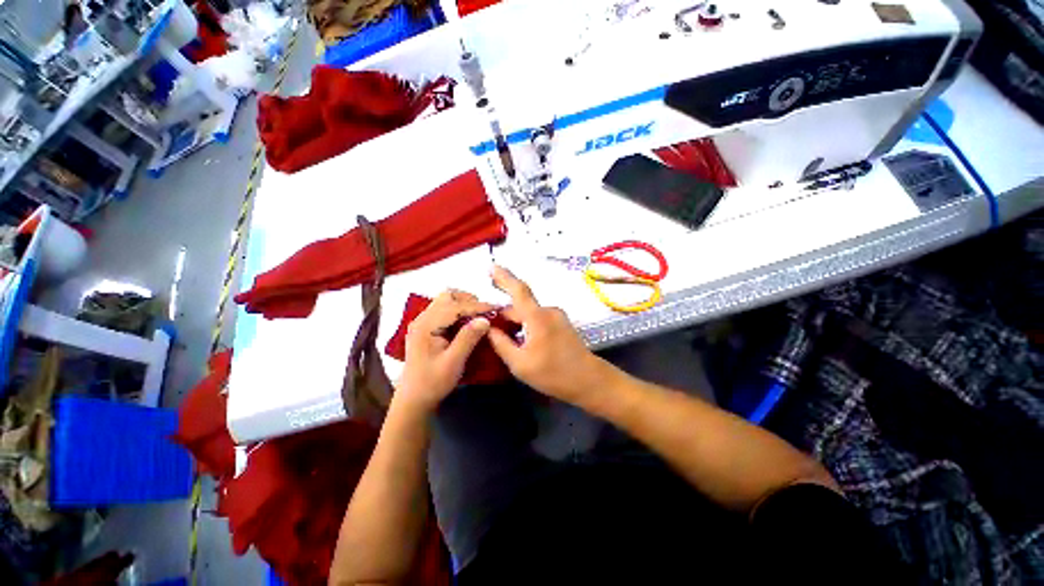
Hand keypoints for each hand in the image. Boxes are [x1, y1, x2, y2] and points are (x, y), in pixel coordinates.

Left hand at [395, 290, 492, 413]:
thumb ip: (468, 338)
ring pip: (446, 301)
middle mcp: (422, 319)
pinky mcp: (426, 328)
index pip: (454, 306)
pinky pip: (444, 310)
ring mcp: (423, 322)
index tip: (495, 307)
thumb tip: (485, 319)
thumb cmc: (433, 383)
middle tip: (485, 312)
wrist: (413, 400)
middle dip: (469, 300)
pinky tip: (468, 322)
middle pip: (447, 296)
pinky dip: (458, 311)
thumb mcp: (453, 362)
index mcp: (426, 326)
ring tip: (478, 316)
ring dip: (464, 304)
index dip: (477, 306)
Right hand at [486, 266, 611, 404]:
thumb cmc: (553, 374)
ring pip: (529, 313)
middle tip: (488, 326)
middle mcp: (548, 311)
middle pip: (520, 306)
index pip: (518, 290)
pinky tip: (521, 339)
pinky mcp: (561, 323)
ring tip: (504, 337)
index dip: (503, 277)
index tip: (491, 267)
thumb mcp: (520, 364)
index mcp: (538, 317)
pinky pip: (538, 318)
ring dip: (516, 321)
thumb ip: (501, 343)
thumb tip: (489, 329)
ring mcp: (557, 316)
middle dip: (504, 314)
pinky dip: (526, 324)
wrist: (589, 380)